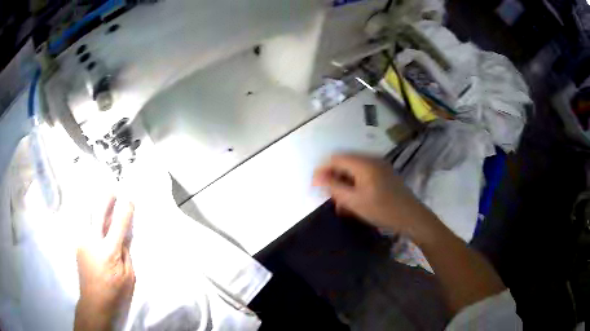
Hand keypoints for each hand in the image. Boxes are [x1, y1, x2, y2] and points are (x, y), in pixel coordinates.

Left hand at [75, 196, 134, 330]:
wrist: (94, 302)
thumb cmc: (115, 293)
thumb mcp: (129, 276)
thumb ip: (126, 253)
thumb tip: (124, 236)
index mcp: (109, 251)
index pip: (119, 225)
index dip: (125, 211)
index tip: (130, 200)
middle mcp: (93, 242)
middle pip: (98, 214)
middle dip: (106, 200)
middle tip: (112, 191)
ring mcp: (83, 242)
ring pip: (89, 218)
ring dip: (98, 209)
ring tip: (105, 204)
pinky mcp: (78, 246)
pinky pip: (86, 228)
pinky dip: (93, 222)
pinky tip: (97, 224)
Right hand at [313, 154, 436, 239]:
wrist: (412, 217)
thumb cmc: (383, 210)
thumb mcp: (355, 201)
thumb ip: (333, 187)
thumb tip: (316, 177)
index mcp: (364, 163)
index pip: (335, 158)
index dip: (322, 170)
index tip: (314, 186)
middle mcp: (371, 159)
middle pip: (344, 163)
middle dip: (333, 179)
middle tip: (328, 198)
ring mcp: (379, 166)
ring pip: (353, 171)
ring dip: (344, 185)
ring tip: (341, 205)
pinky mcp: (384, 174)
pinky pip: (363, 176)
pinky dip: (355, 186)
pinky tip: (353, 202)